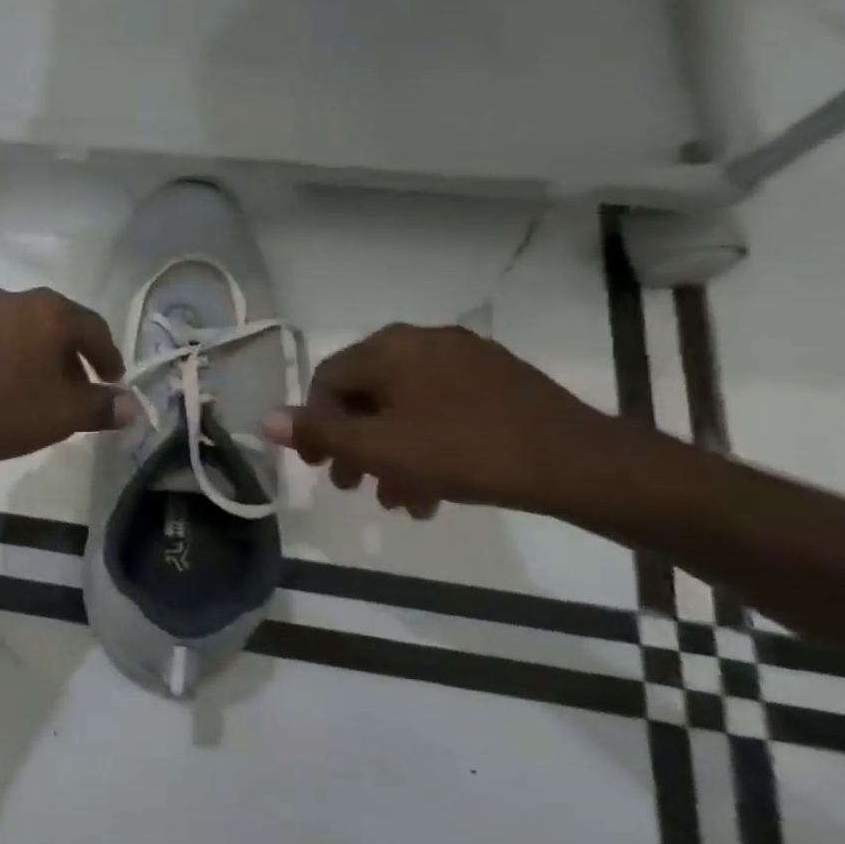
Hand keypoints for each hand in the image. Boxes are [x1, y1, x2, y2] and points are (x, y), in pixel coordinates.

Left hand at [0, 288, 131, 465]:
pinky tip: (5, 387)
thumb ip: (100, 407)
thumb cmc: (0, 408)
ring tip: (42, 393)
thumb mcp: (61, 414)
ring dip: (41, 358)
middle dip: (73, 359)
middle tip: (80, 391)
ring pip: (25, 331)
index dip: (109, 359)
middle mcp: (16, 298)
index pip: (94, 329)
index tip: (113, 383)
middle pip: (58, 326)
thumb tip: (128, 405)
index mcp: (50, 310)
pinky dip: (11, 358)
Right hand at [261, 323, 620, 517]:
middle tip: (351, 486)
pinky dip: (426, 447)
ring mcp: (466, 360)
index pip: (328, 381)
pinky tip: (433, 491)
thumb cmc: (465, 451)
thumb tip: (263, 419)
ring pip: (405, 409)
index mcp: (391, 348)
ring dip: (390, 455)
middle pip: (366, 396)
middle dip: (354, 446)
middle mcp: (424, 342)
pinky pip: (441, 411)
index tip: (319, 467)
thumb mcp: (379, 448)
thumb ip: (318, 433)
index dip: (314, 426)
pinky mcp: (499, 383)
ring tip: (396, 501)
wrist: (581, 464)